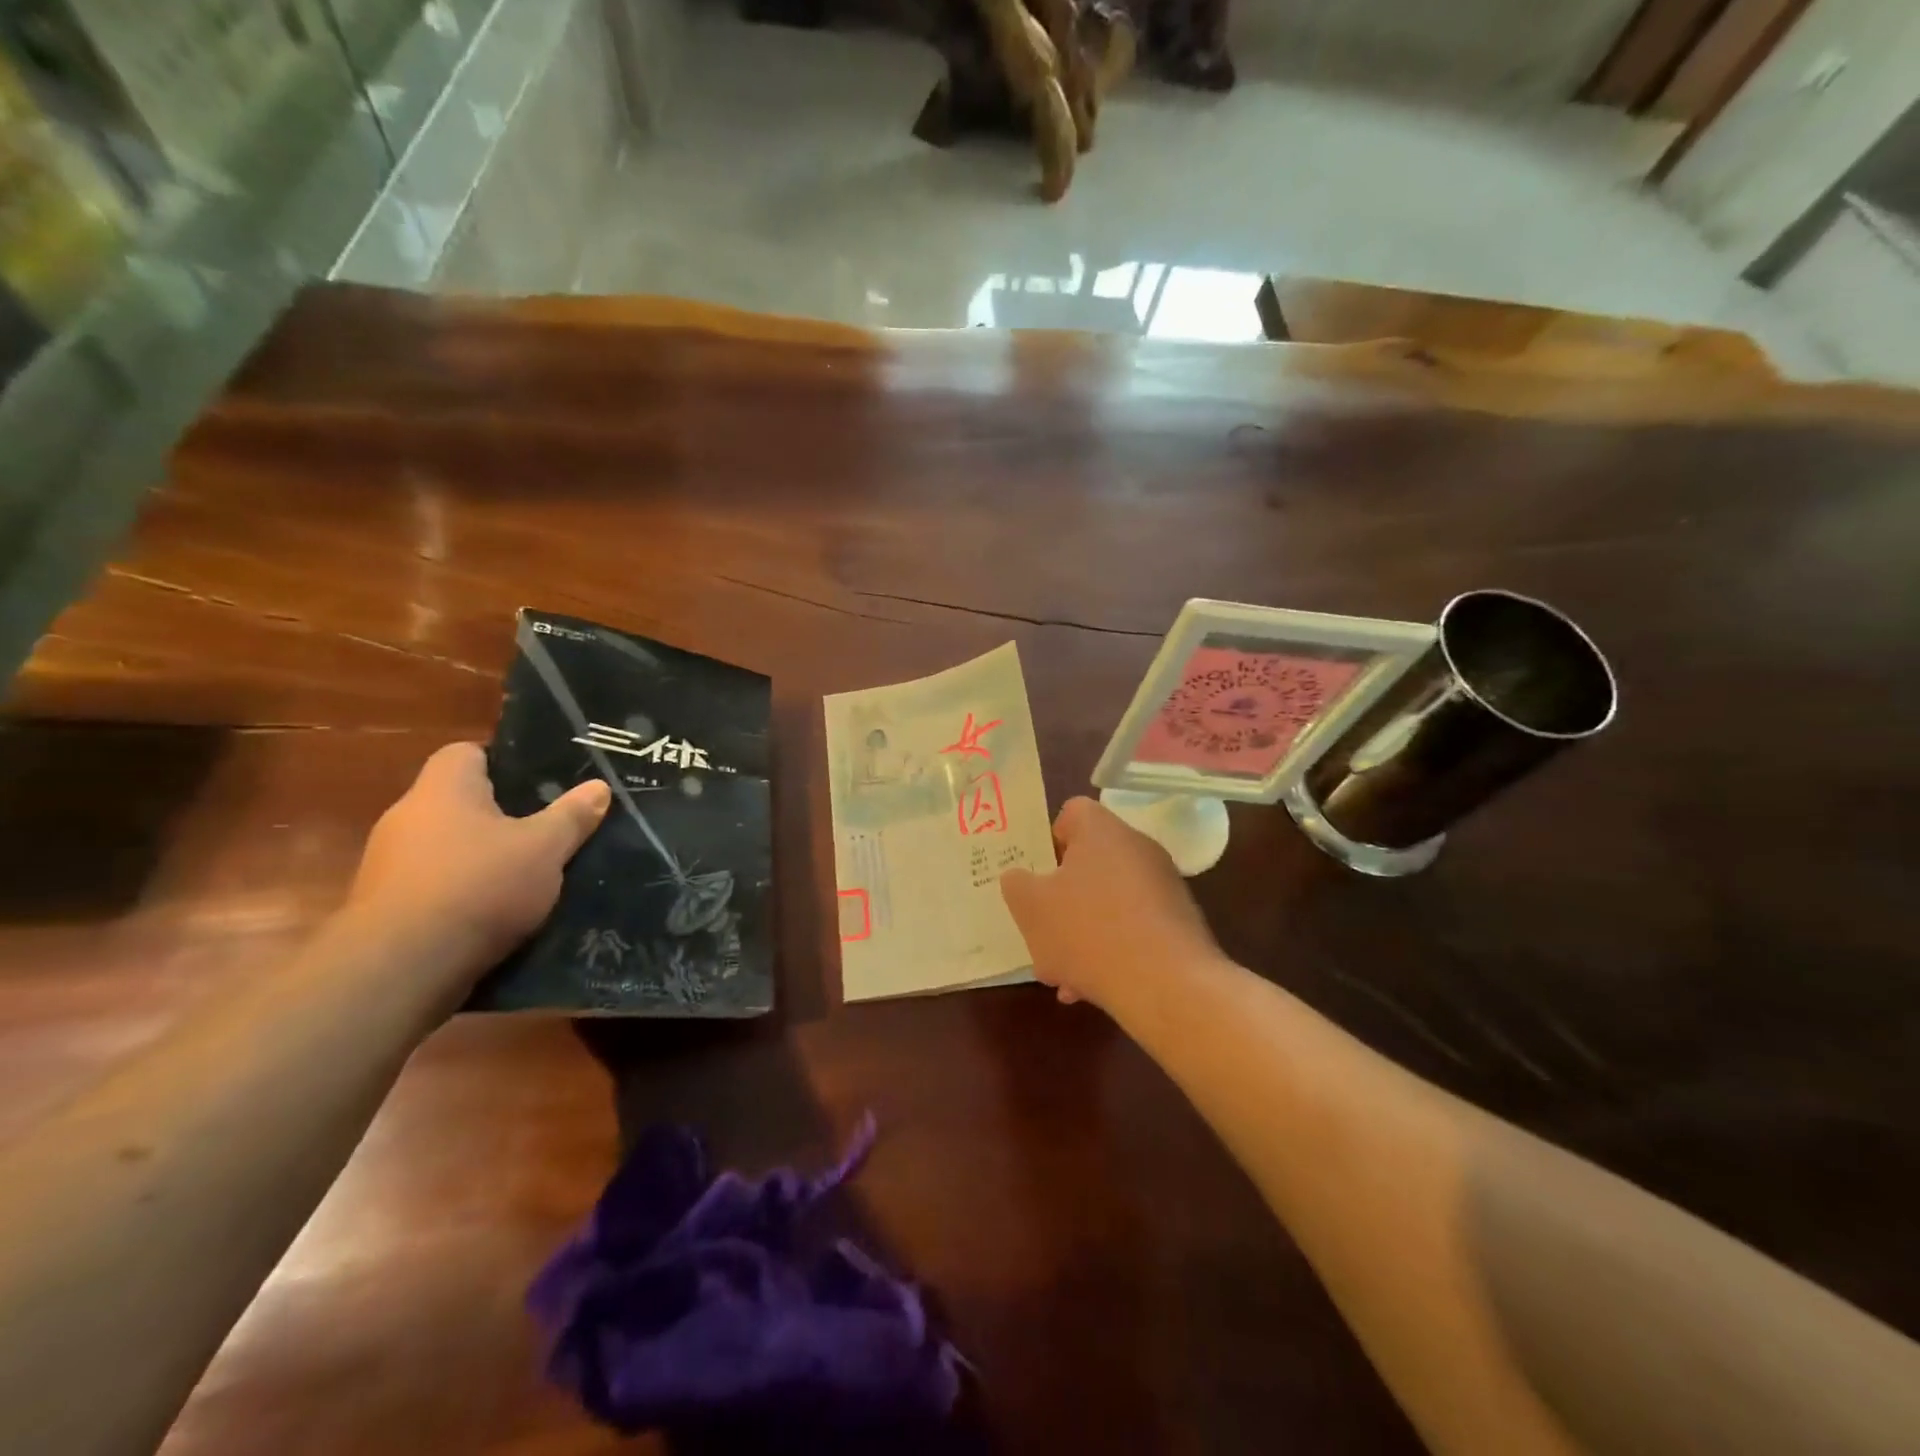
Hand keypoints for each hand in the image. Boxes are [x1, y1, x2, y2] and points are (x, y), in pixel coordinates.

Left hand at [344, 742, 610, 984]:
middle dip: (500, 815)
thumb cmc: (478, 887)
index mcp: (443, 789)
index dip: (503, 762)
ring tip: (527, 873)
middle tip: (546, 828)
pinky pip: (435, 885)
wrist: (401, 969)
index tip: (540, 782)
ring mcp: (389, 864)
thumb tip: (600, 786)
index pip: (466, 753)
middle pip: (459, 802)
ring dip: (481, 857)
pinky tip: (496, 912)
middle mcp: (406, 817)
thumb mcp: (545, 848)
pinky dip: (463, 893)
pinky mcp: (385, 907)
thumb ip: (572, 816)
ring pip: (447, 846)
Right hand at [1001, 796, 1220, 1011]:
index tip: (1036, 876)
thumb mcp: (1031, 907)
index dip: (1048, 841)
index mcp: (1102, 831)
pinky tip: (1089, 988)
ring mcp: (1163, 887)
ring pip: (1107, 903)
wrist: (1168, 986)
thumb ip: (1017, 885)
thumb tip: (1021, 878)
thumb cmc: (1089, 932)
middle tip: (1041, 930)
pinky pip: (1132, 929)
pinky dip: (1110, 951)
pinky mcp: (1178, 924)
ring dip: (1081, 933)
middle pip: (1088, 863)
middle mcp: (1137, 849)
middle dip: (1060, 900)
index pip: (1071, 813)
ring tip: (1061, 974)